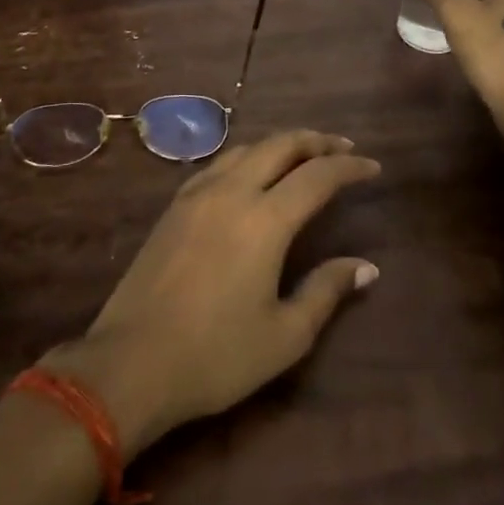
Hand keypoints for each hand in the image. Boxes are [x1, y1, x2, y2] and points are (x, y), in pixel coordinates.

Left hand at [44, 130, 379, 458]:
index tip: (372, 166)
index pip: (317, 176)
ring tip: (302, 155)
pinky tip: (251, 174)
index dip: (349, 166)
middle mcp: (232, 192)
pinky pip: (219, 163)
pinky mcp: (174, 206)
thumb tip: (366, 267)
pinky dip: (247, 157)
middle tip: (342, 147)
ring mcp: (197, 194)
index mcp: (264, 220)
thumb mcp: (285, 335)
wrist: (130, 363)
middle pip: (280, 145)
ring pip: (246, 148)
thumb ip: (326, 291)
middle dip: (316, 140)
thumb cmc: (216, 356)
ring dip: (280, 144)